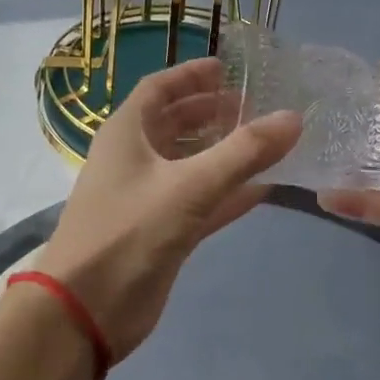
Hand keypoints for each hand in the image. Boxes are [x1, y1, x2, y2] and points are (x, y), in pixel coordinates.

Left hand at [35, 58, 300, 360]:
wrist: (86, 311)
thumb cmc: (129, 232)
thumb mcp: (189, 186)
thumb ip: (243, 152)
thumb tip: (293, 117)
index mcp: (126, 133)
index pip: (160, 88)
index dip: (192, 75)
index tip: (230, 69)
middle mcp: (134, 158)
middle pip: (176, 123)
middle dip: (213, 112)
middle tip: (258, 105)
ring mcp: (147, 196)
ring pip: (191, 163)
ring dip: (224, 151)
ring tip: (268, 140)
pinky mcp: (161, 231)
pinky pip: (200, 200)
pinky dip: (228, 192)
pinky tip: (264, 188)